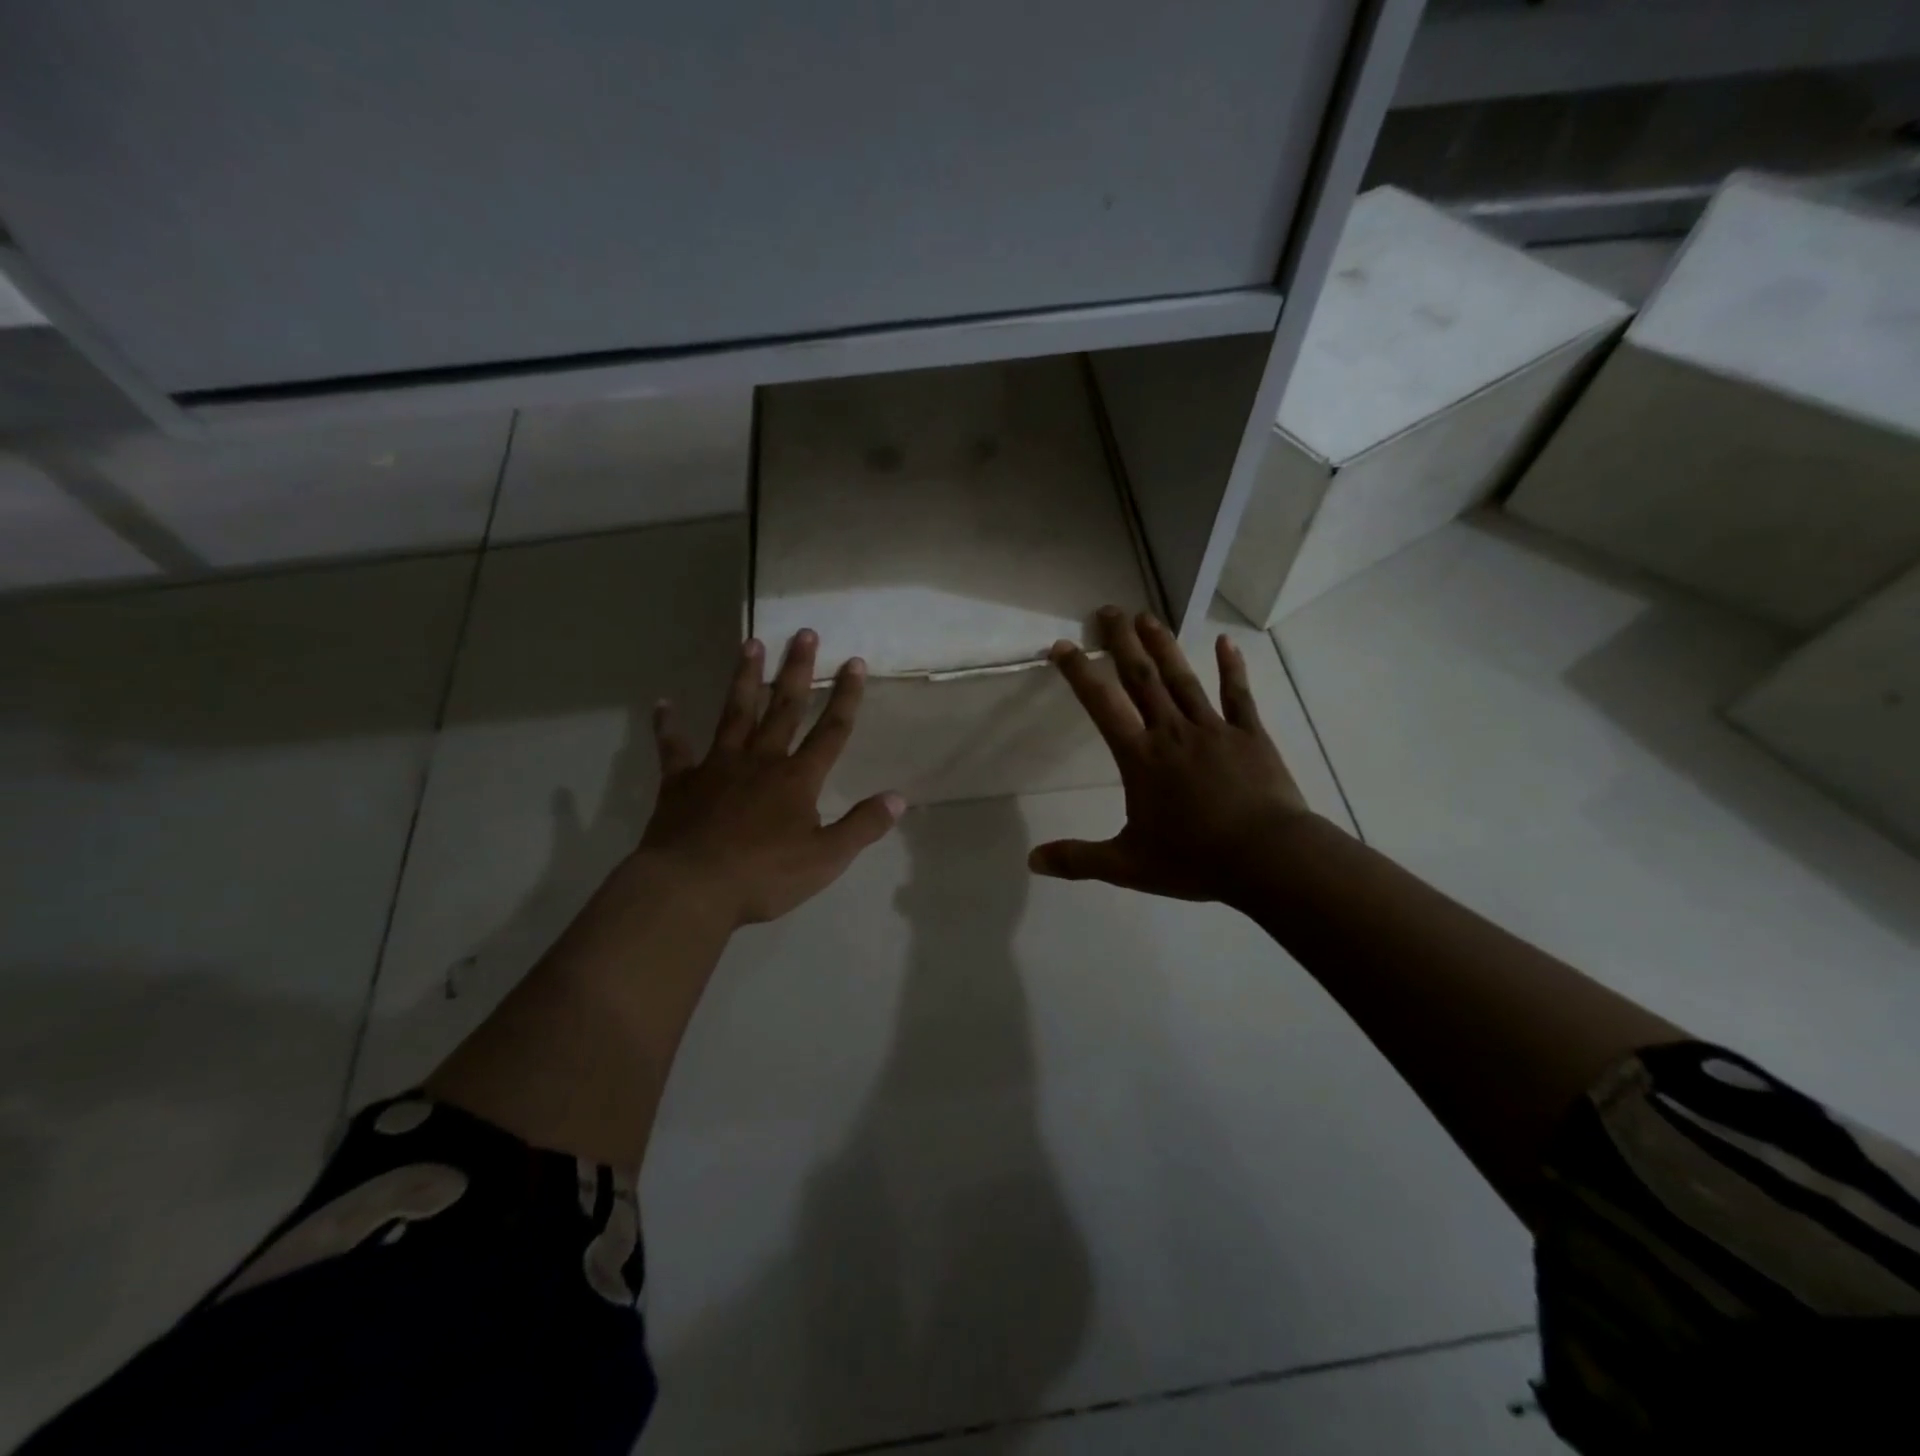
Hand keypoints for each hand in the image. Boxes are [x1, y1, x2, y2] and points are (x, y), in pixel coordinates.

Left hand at [638, 630, 903, 926]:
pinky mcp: (681, 783)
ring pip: (735, 714)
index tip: (853, 662)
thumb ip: (863, 826)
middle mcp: (760, 761)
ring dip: (745, 679)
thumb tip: (898, 798)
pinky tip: (662, 703)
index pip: (831, 731)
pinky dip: (667, 726)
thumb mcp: (826, 858)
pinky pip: (673, 748)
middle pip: (784, 708)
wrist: (692, 888)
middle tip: (804, 633)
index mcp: (797, 779)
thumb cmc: (764, 876)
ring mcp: (718, 767)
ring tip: (750, 643)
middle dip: (797, 671)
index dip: (845, 697)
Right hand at [1031, 607, 1314, 902]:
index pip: (1102, 706)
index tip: (1063, 645)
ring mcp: (1214, 729)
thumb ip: (1078, 860)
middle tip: (1109, 610)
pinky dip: (1231, 669)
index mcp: (1141, 758)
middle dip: (1123, 643)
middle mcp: (1172, 733)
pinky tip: (1226, 643)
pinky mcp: (1250, 736)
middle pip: (1142, 679)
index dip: (1080, 673)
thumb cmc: (1195, 859)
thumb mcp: (1127, 866)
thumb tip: (1032, 860)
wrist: (1268, 857)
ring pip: (1182, 679)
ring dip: (1163, 646)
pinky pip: (1238, 696)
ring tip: (1147, 616)